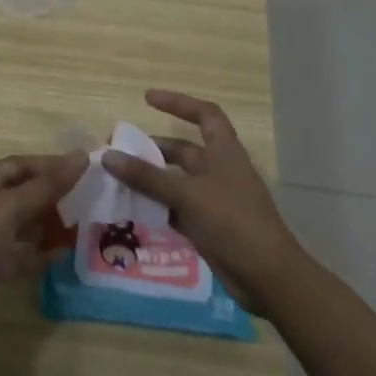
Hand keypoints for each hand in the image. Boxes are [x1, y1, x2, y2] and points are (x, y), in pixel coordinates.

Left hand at [0, 152, 86, 330]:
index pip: (23, 164)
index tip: (84, 170)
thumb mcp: (10, 207)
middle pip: (23, 192)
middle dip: (52, 196)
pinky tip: (60, 257)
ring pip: (21, 224)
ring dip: (46, 225)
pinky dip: (36, 254)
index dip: (52, 165)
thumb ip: (47, 185)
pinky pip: (16, 253)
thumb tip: (82, 156)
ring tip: (79, 228)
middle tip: (87, 202)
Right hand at [102, 90, 305, 313]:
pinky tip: (133, 210)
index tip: (147, 99)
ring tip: (118, 180)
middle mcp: (219, 171)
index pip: (204, 114)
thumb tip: (109, 156)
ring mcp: (214, 200)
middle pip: (184, 151)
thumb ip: (147, 177)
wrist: (267, 276)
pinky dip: (158, 207)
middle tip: (119, 151)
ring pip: (177, 182)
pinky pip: (177, 209)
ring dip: (151, 180)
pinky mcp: (209, 226)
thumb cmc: (232, 221)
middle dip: (153, 149)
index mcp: (224, 152)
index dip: (178, 102)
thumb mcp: (187, 195)